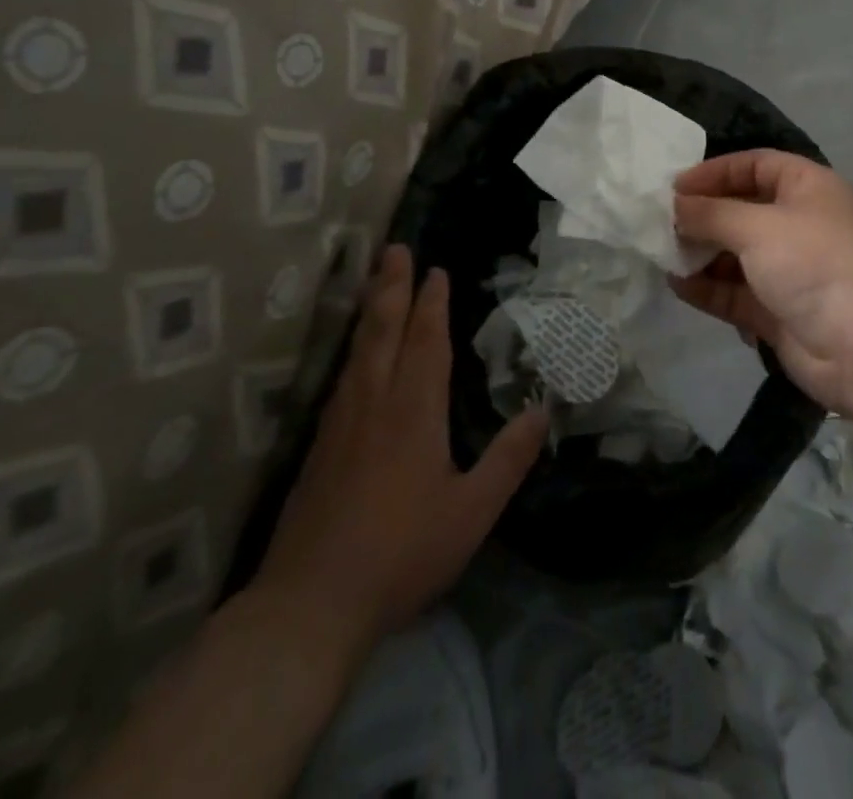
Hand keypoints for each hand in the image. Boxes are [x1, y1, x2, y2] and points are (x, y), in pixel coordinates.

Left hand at [253, 246, 547, 664]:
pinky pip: (343, 376)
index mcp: (413, 411)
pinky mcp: (318, 447)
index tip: (435, 269)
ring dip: (370, 309)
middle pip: (382, 330)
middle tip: (394, 248)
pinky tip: (355, 354)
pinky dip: (354, 347)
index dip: (431, 303)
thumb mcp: (472, 512)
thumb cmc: (400, 554)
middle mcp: (374, 403)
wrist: (309, 605)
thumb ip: (509, 458)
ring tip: (375, 282)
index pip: (425, 341)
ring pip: (358, 349)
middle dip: (391, 286)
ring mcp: (340, 423)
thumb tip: (543, 409)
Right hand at [672, 152, 852, 425]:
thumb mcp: (759, 226)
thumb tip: (675, 205)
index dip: (715, 172)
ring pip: (736, 255)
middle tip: (658, 224)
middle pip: (742, 211)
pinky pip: (737, 294)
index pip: (754, 166)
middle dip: (703, 217)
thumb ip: (712, 214)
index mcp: (806, 188)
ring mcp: (790, 272)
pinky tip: (677, 285)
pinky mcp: (780, 313)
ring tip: (661, 254)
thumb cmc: (818, 263)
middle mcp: (798, 224)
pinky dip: (709, 289)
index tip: (674, 187)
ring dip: (701, 254)